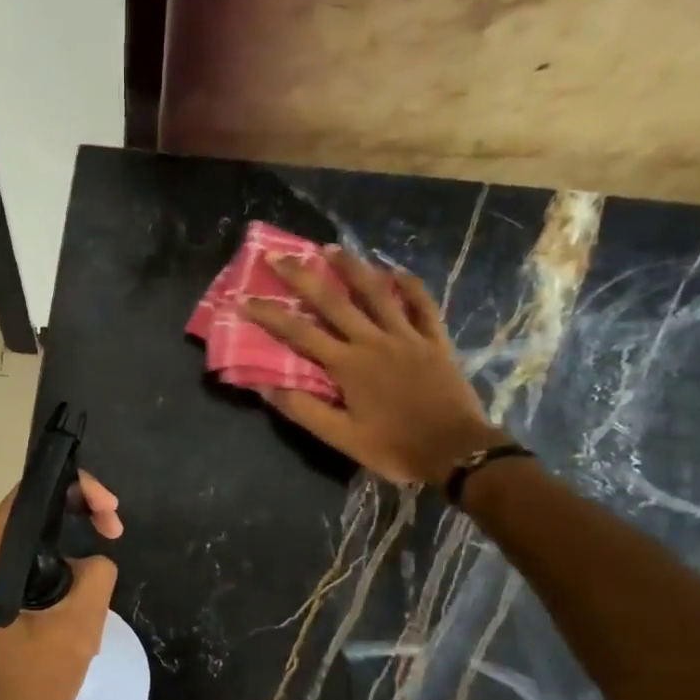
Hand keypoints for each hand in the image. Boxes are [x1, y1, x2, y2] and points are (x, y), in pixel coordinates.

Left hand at [0, 471, 121, 699]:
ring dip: (70, 555)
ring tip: (99, 583)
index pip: (28, 496)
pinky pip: (25, 573)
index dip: (75, 489)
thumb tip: (95, 560)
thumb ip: (96, 577)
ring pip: (31, 547)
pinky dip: (56, 577)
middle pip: (30, 518)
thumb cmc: (27, 686)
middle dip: (77, 518)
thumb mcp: (76, 629)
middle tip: (115, 532)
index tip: (109, 512)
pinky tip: (79, 605)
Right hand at [240, 247, 508, 486]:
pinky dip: (409, 285)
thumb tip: (266, 387)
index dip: (270, 315)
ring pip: (377, 292)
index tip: (244, 299)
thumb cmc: (394, 447)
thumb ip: (304, 410)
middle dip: (302, 276)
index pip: (299, 333)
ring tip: (330, 248)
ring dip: (352, 267)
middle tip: (280, 255)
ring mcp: (408, 337)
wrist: (455, 451)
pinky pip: (422, 304)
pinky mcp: (435, 341)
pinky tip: (396, 270)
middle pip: (334, 301)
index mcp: (348, 366)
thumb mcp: (341, 438)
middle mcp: (374, 341)